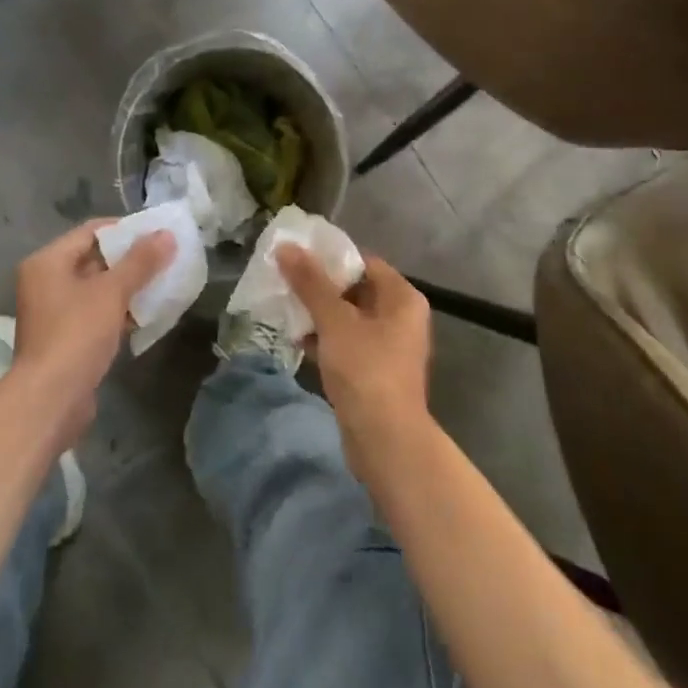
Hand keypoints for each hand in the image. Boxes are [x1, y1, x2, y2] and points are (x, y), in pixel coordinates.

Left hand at [12, 221, 175, 448]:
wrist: (50, 401)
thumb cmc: (76, 334)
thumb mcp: (112, 292)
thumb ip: (140, 262)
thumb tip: (166, 234)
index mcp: (48, 262)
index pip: (91, 231)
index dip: (125, 230)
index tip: (157, 233)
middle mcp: (47, 282)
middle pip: (95, 259)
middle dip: (131, 260)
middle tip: (166, 257)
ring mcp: (55, 313)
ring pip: (99, 289)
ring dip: (129, 287)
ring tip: (164, 282)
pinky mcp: (67, 339)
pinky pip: (98, 314)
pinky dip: (121, 311)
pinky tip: (149, 313)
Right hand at [279, 248, 432, 480]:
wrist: (385, 441)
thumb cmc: (365, 370)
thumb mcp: (335, 321)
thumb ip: (310, 282)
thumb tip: (286, 247)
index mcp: (402, 298)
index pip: (364, 262)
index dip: (331, 257)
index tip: (298, 256)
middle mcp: (401, 317)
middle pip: (356, 289)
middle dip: (320, 286)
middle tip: (286, 279)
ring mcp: (388, 347)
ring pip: (349, 318)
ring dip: (319, 313)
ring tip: (285, 306)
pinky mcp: (374, 372)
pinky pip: (347, 343)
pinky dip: (325, 339)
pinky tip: (296, 338)